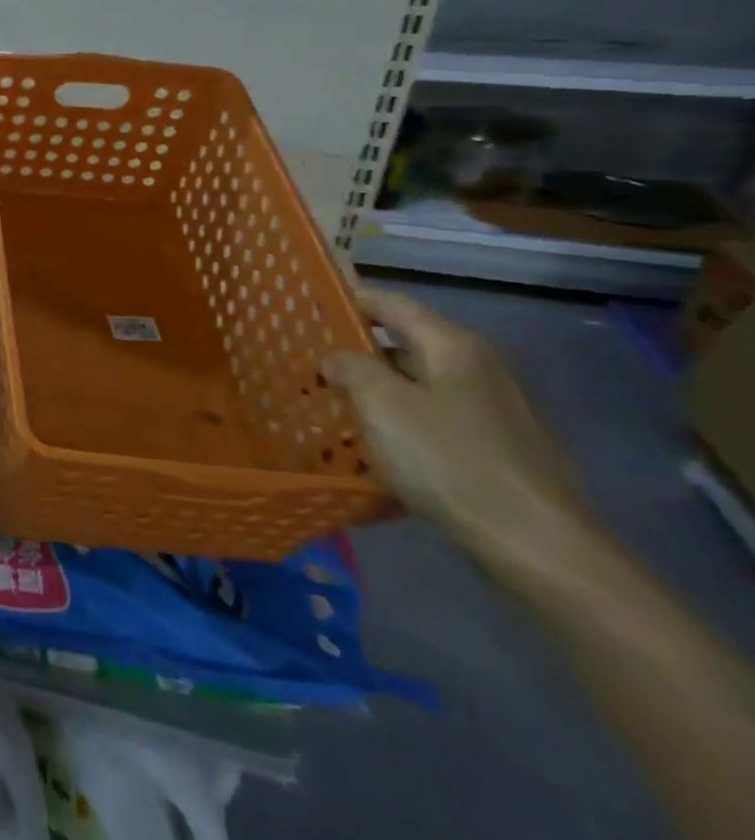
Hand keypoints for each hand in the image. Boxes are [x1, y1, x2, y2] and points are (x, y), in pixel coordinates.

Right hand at [324, 287, 588, 558]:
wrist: (533, 541)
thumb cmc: (449, 458)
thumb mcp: (382, 404)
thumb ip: (351, 368)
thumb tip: (337, 357)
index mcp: (452, 346)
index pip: (390, 303)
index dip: (348, 298)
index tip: (306, 301)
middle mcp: (476, 367)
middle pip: (404, 342)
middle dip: (355, 347)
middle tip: (307, 356)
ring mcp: (490, 409)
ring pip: (415, 383)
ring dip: (374, 387)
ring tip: (329, 399)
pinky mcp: (492, 446)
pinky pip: (430, 417)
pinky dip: (397, 418)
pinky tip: (371, 440)